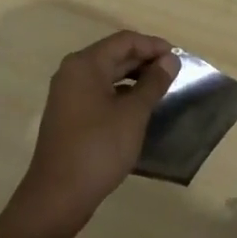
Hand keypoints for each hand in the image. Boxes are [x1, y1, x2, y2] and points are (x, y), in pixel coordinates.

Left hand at [8, 31, 178, 237]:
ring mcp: (68, 94)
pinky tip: (139, 108)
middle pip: (114, 54)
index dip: (153, 45)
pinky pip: (99, 91)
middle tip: (174, 73)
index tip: (179, 58)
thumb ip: (153, 83)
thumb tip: (170, 59)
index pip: (125, 40)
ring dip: (134, 77)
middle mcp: (73, 71)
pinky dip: (120, 93)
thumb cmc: (98, 148)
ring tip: (161, 89)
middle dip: (145, 60)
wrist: (57, 197)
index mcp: (85, 64)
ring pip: (106, 74)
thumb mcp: (133, 114)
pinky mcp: (69, 114)